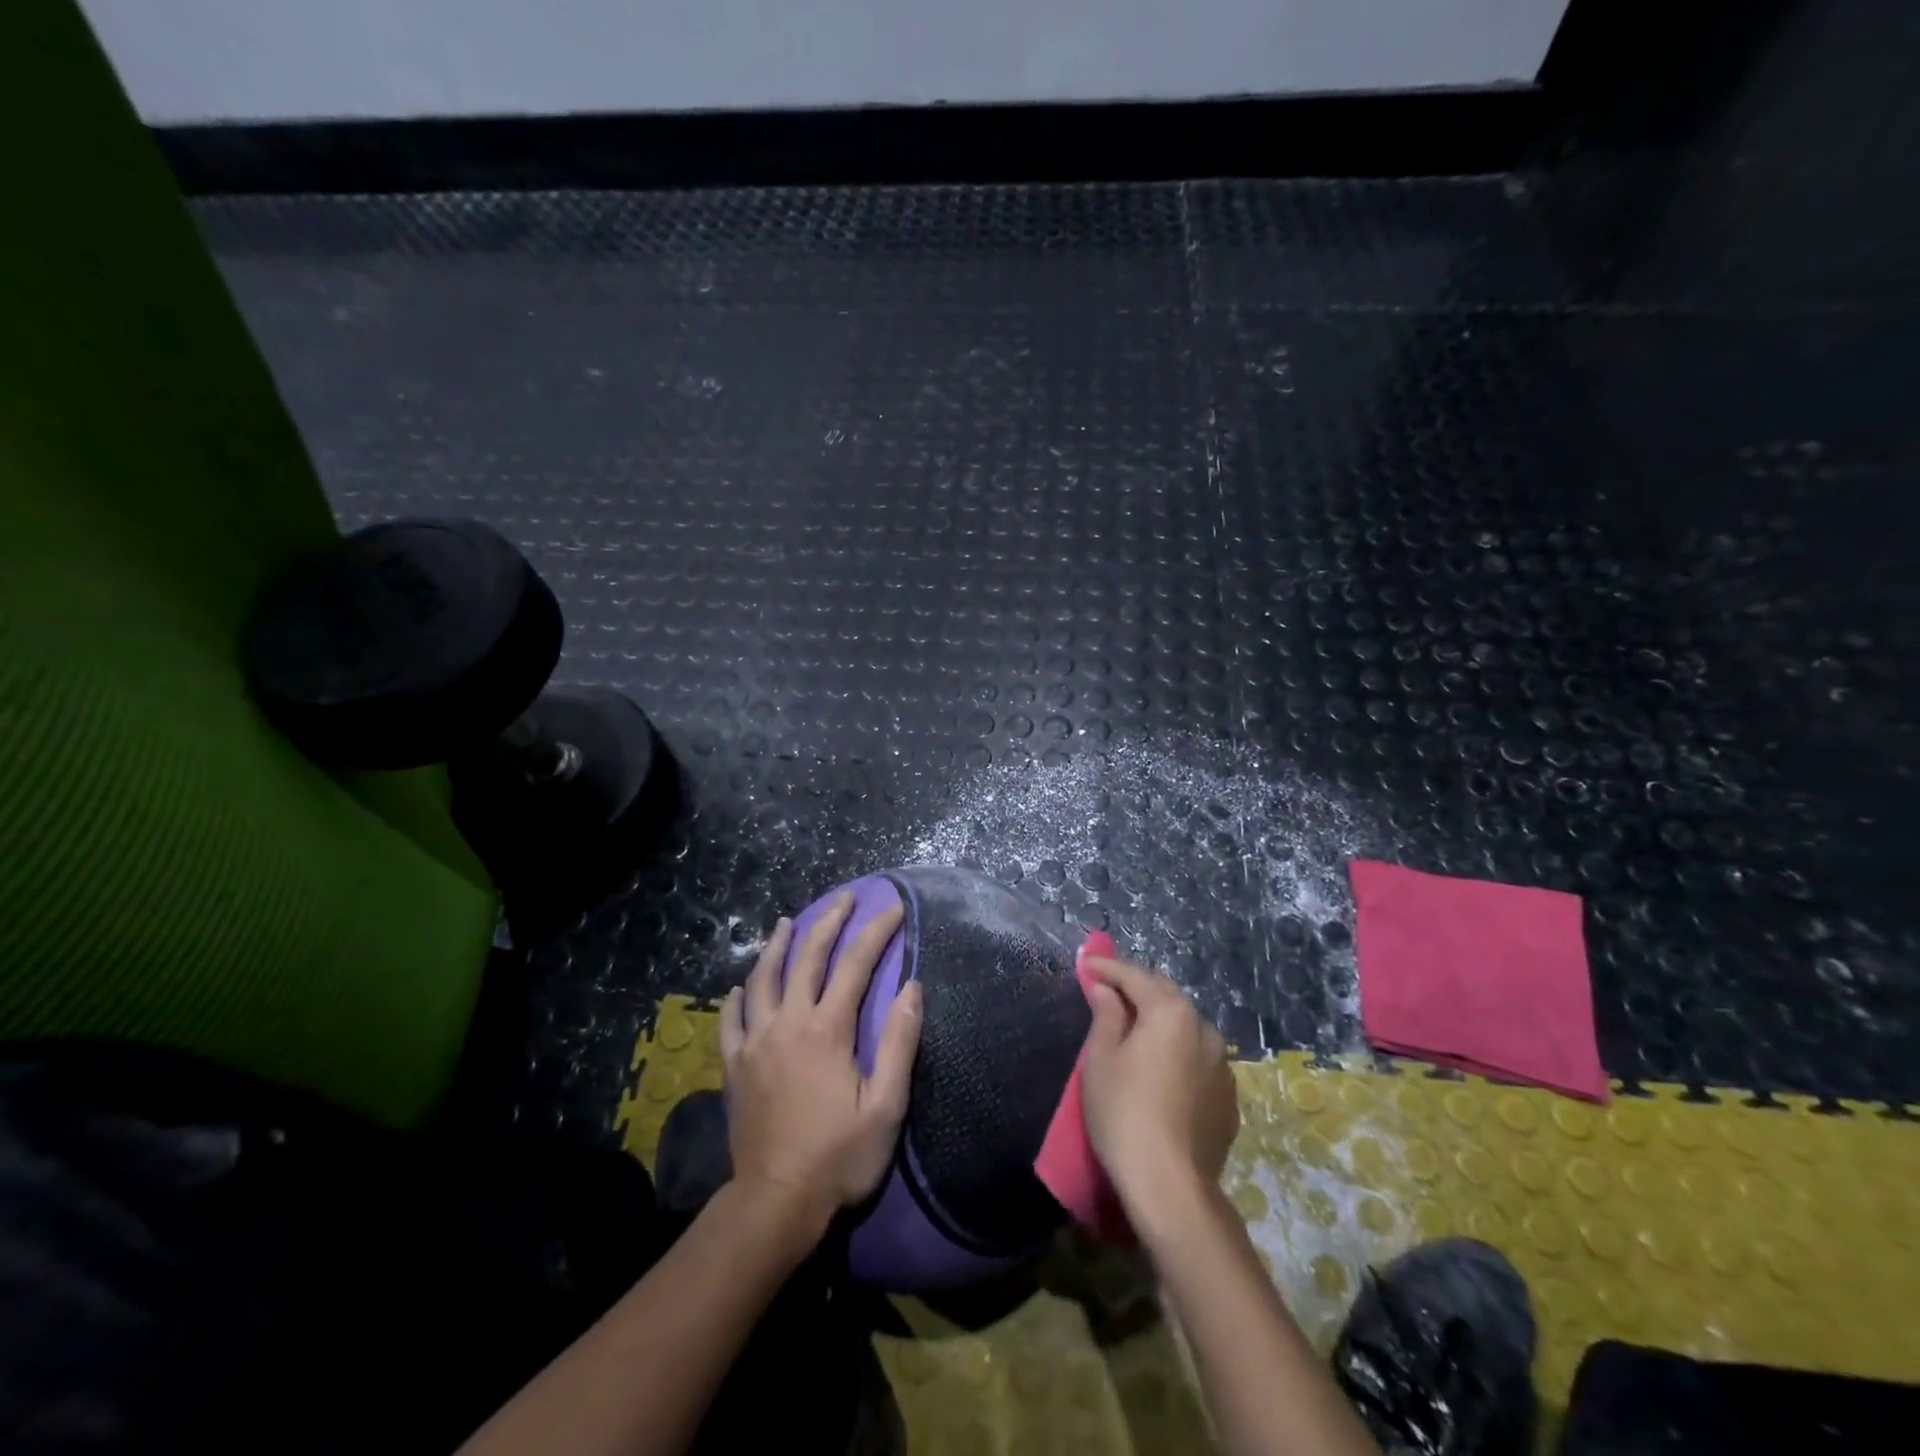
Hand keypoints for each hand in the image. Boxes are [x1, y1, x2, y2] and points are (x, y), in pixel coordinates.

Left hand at [720, 895, 922, 1236]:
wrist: (776, 1202)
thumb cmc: (839, 1156)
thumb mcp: (886, 1106)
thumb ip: (899, 1043)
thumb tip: (913, 988)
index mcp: (827, 1029)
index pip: (856, 965)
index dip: (877, 933)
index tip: (894, 910)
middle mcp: (788, 1023)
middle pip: (807, 958)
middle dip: (829, 922)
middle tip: (845, 899)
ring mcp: (755, 1042)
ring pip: (763, 978)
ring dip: (778, 945)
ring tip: (788, 921)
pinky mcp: (734, 1065)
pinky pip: (731, 1020)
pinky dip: (738, 996)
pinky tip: (742, 986)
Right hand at [1081, 957, 1238, 1228]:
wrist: (1171, 1186)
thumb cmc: (1124, 1113)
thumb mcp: (1102, 1059)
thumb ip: (1106, 1015)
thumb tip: (1108, 990)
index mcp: (1171, 1013)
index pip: (1135, 977)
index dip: (1107, 968)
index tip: (1086, 964)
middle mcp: (1204, 1030)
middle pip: (1166, 996)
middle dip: (1137, 988)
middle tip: (1108, 989)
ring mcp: (1222, 1065)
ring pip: (1186, 1027)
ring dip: (1161, 1019)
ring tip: (1135, 1026)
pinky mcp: (1228, 1097)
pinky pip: (1198, 1059)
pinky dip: (1177, 1051)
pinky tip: (1161, 1067)